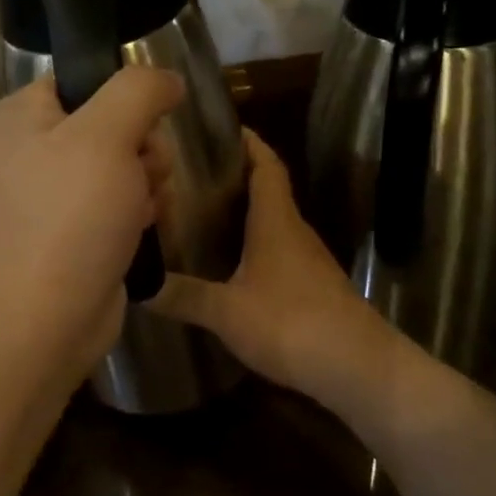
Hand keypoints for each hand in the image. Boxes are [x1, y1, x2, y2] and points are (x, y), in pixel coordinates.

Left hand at [0, 67, 183, 376]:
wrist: (47, 320)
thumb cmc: (71, 217)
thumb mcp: (106, 135)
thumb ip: (139, 90)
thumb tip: (168, 79)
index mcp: (22, 115)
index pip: (85, 77)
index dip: (125, 97)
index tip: (144, 124)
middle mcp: (32, 148)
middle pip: (113, 121)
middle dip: (142, 147)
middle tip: (141, 174)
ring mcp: (53, 193)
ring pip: (125, 162)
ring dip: (147, 181)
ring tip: (141, 207)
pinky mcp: (74, 229)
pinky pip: (121, 200)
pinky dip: (139, 211)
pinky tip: (141, 229)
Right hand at [150, 129, 400, 415]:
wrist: (357, 367)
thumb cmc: (291, 323)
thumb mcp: (227, 311)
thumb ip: (184, 296)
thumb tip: (137, 285)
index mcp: (276, 221)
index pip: (266, 166)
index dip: (249, 143)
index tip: (224, 127)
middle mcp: (295, 231)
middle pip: (269, 190)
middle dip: (237, 176)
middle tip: (194, 173)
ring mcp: (309, 261)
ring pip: (274, 223)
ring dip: (246, 212)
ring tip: (204, 214)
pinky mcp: (314, 287)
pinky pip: (279, 251)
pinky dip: (255, 245)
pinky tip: (232, 265)